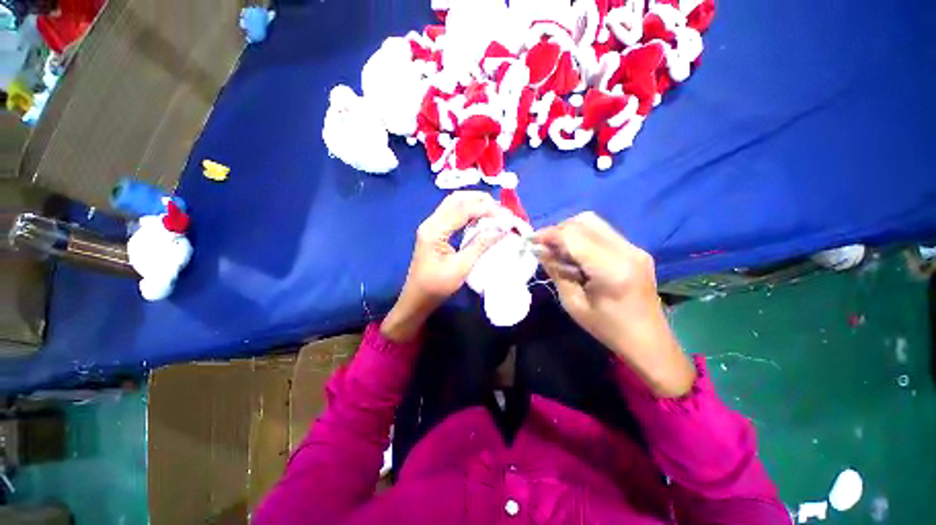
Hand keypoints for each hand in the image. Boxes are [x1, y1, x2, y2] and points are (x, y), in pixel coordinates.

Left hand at [381, 191, 504, 342]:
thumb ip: (481, 245)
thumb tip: (502, 230)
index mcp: (434, 230)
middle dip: (480, 200)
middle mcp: (431, 222)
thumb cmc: (437, 286)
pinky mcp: (434, 231)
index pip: (463, 209)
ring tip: (494, 211)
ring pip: (454, 204)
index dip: (486, 209)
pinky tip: (480, 218)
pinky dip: (468, 212)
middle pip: (456, 199)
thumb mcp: (461, 267)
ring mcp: (431, 226)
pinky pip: (452, 213)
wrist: (417, 298)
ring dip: (474, 203)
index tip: (506, 216)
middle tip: (501, 209)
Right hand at [534, 212, 695, 397]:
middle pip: (585, 221)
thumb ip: (556, 272)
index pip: (573, 236)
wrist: (649, 342)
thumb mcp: (573, 304)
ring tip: (557, 250)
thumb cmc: (608, 329)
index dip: (548, 234)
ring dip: (570, 232)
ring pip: (594, 223)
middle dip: (558, 230)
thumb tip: (540, 250)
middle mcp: (626, 250)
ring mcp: (634, 248)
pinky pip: (602, 232)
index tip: (530, 241)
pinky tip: (575, 254)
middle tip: (544, 247)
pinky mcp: (635, 250)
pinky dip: (582, 237)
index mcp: (611, 269)